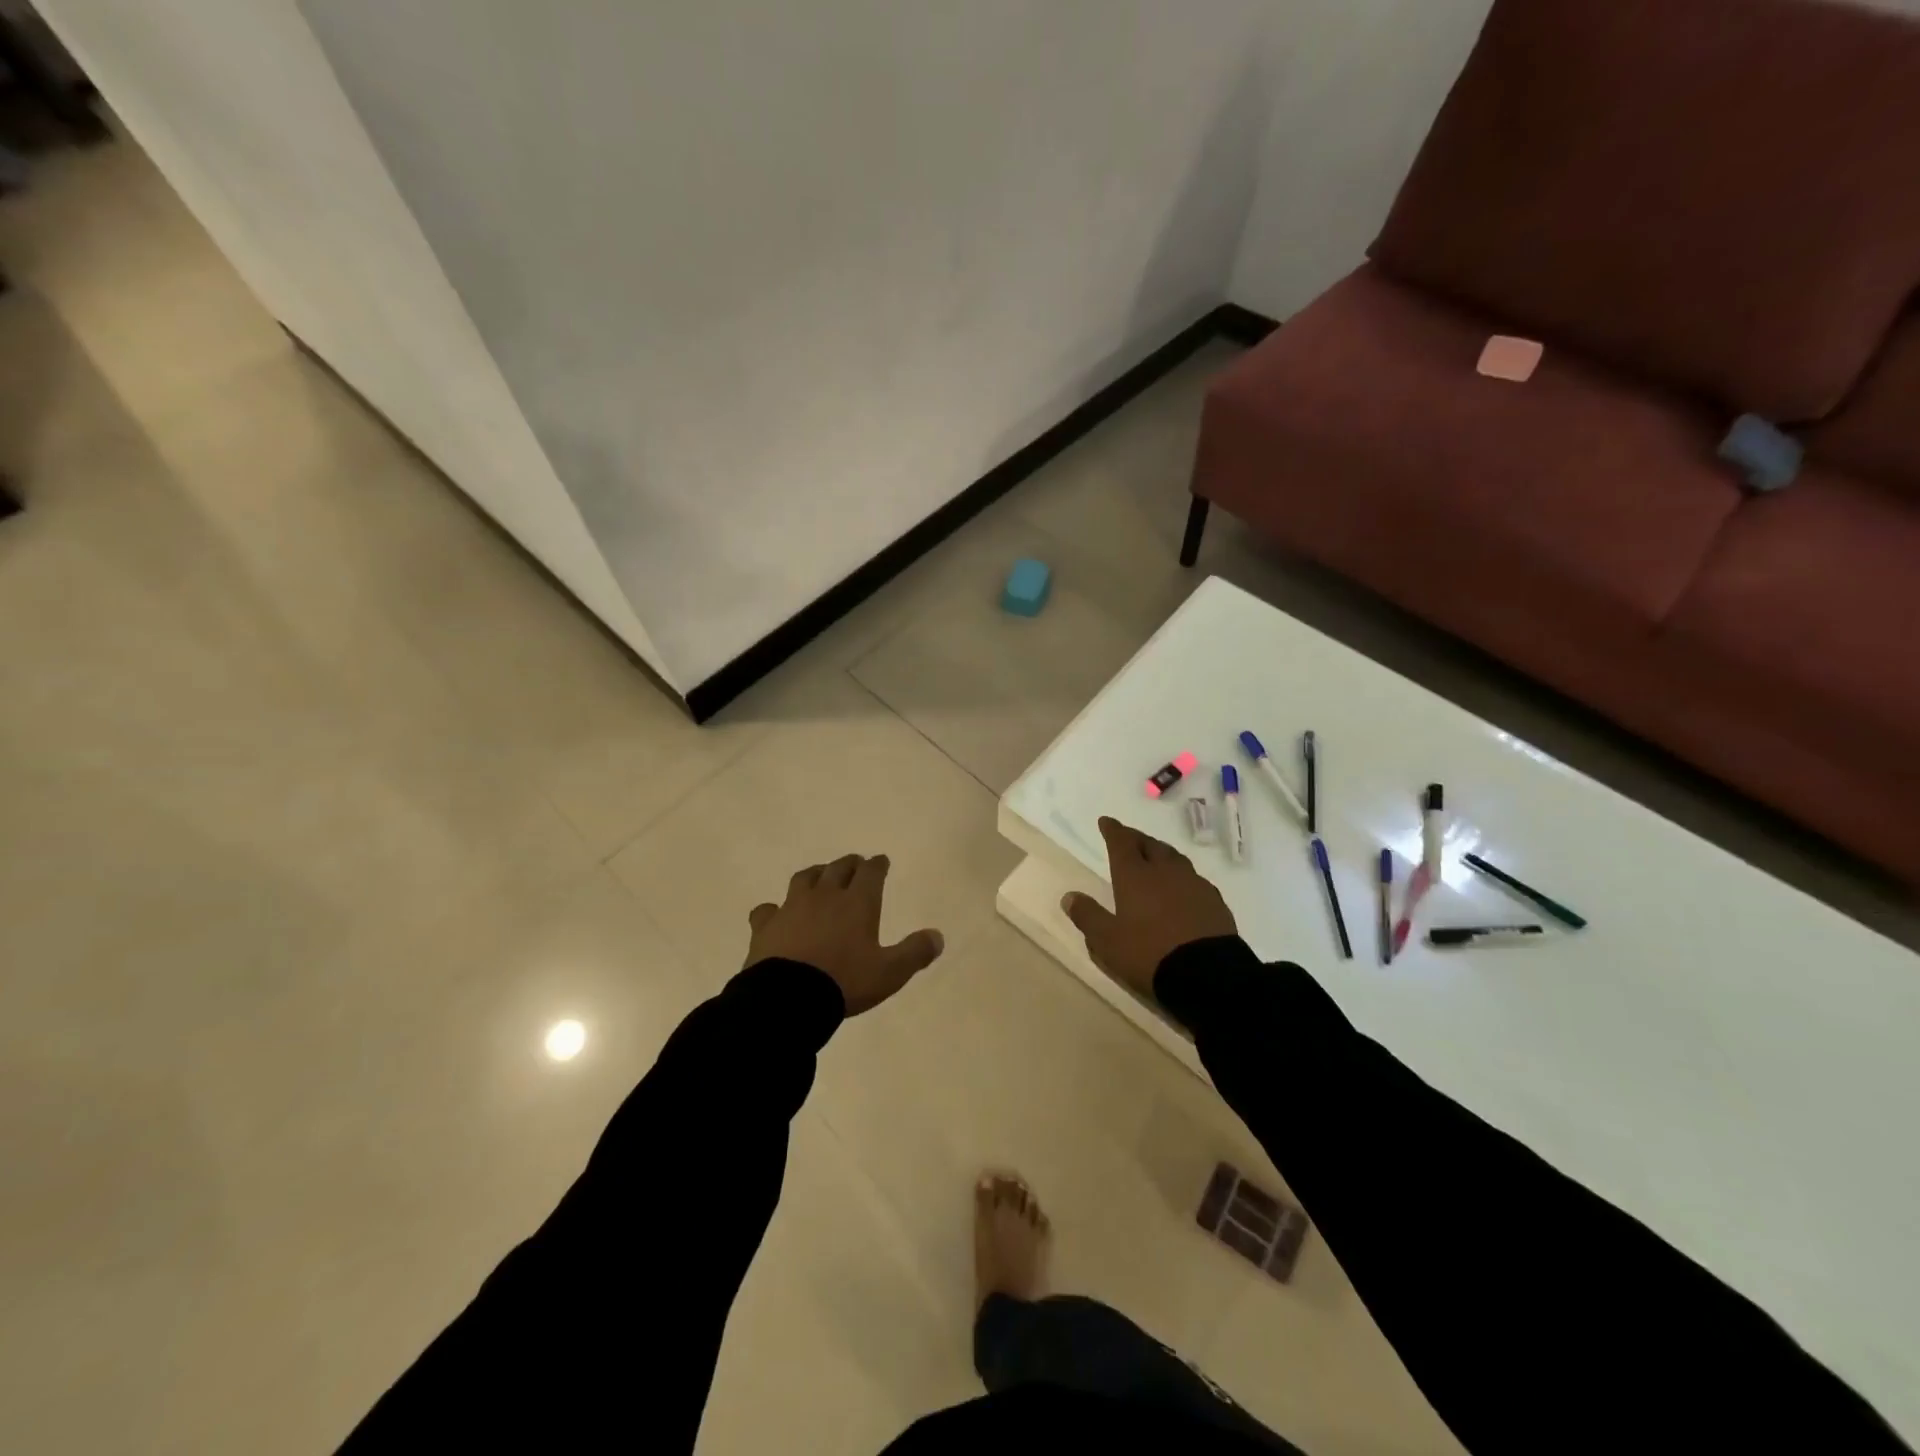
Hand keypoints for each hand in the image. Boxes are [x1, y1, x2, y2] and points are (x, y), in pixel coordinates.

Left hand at [746, 854, 945, 1014]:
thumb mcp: (889, 973)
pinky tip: (774, 913)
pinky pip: (767, 908)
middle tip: (856, 863)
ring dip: (815, 873)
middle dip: (850, 863)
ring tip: (820, 875)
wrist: (788, 998)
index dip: (877, 865)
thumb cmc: (844, 981)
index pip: (870, 872)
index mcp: (858, 902)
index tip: (881, 861)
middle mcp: (825, 896)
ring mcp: (792, 907)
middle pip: (838, 868)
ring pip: (805, 878)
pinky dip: (773, 908)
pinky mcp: (766, 925)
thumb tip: (938, 936)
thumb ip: (914, 953)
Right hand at [1062, 817, 1236, 997]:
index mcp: (1135, 875)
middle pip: (1150, 845)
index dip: (1112, 830)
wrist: (1208, 974)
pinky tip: (1182, 887)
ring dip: (1161, 854)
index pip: (1121, 842)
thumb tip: (1070, 896)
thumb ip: (1088, 916)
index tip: (1106, 821)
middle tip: (1129, 838)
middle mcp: (1165, 871)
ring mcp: (1193, 884)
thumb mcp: (1108, 941)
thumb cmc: (1149, 954)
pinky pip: (1194, 879)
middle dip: (1137, 839)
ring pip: (1174, 858)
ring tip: (1155, 857)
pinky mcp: (1215, 901)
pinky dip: (1181, 876)